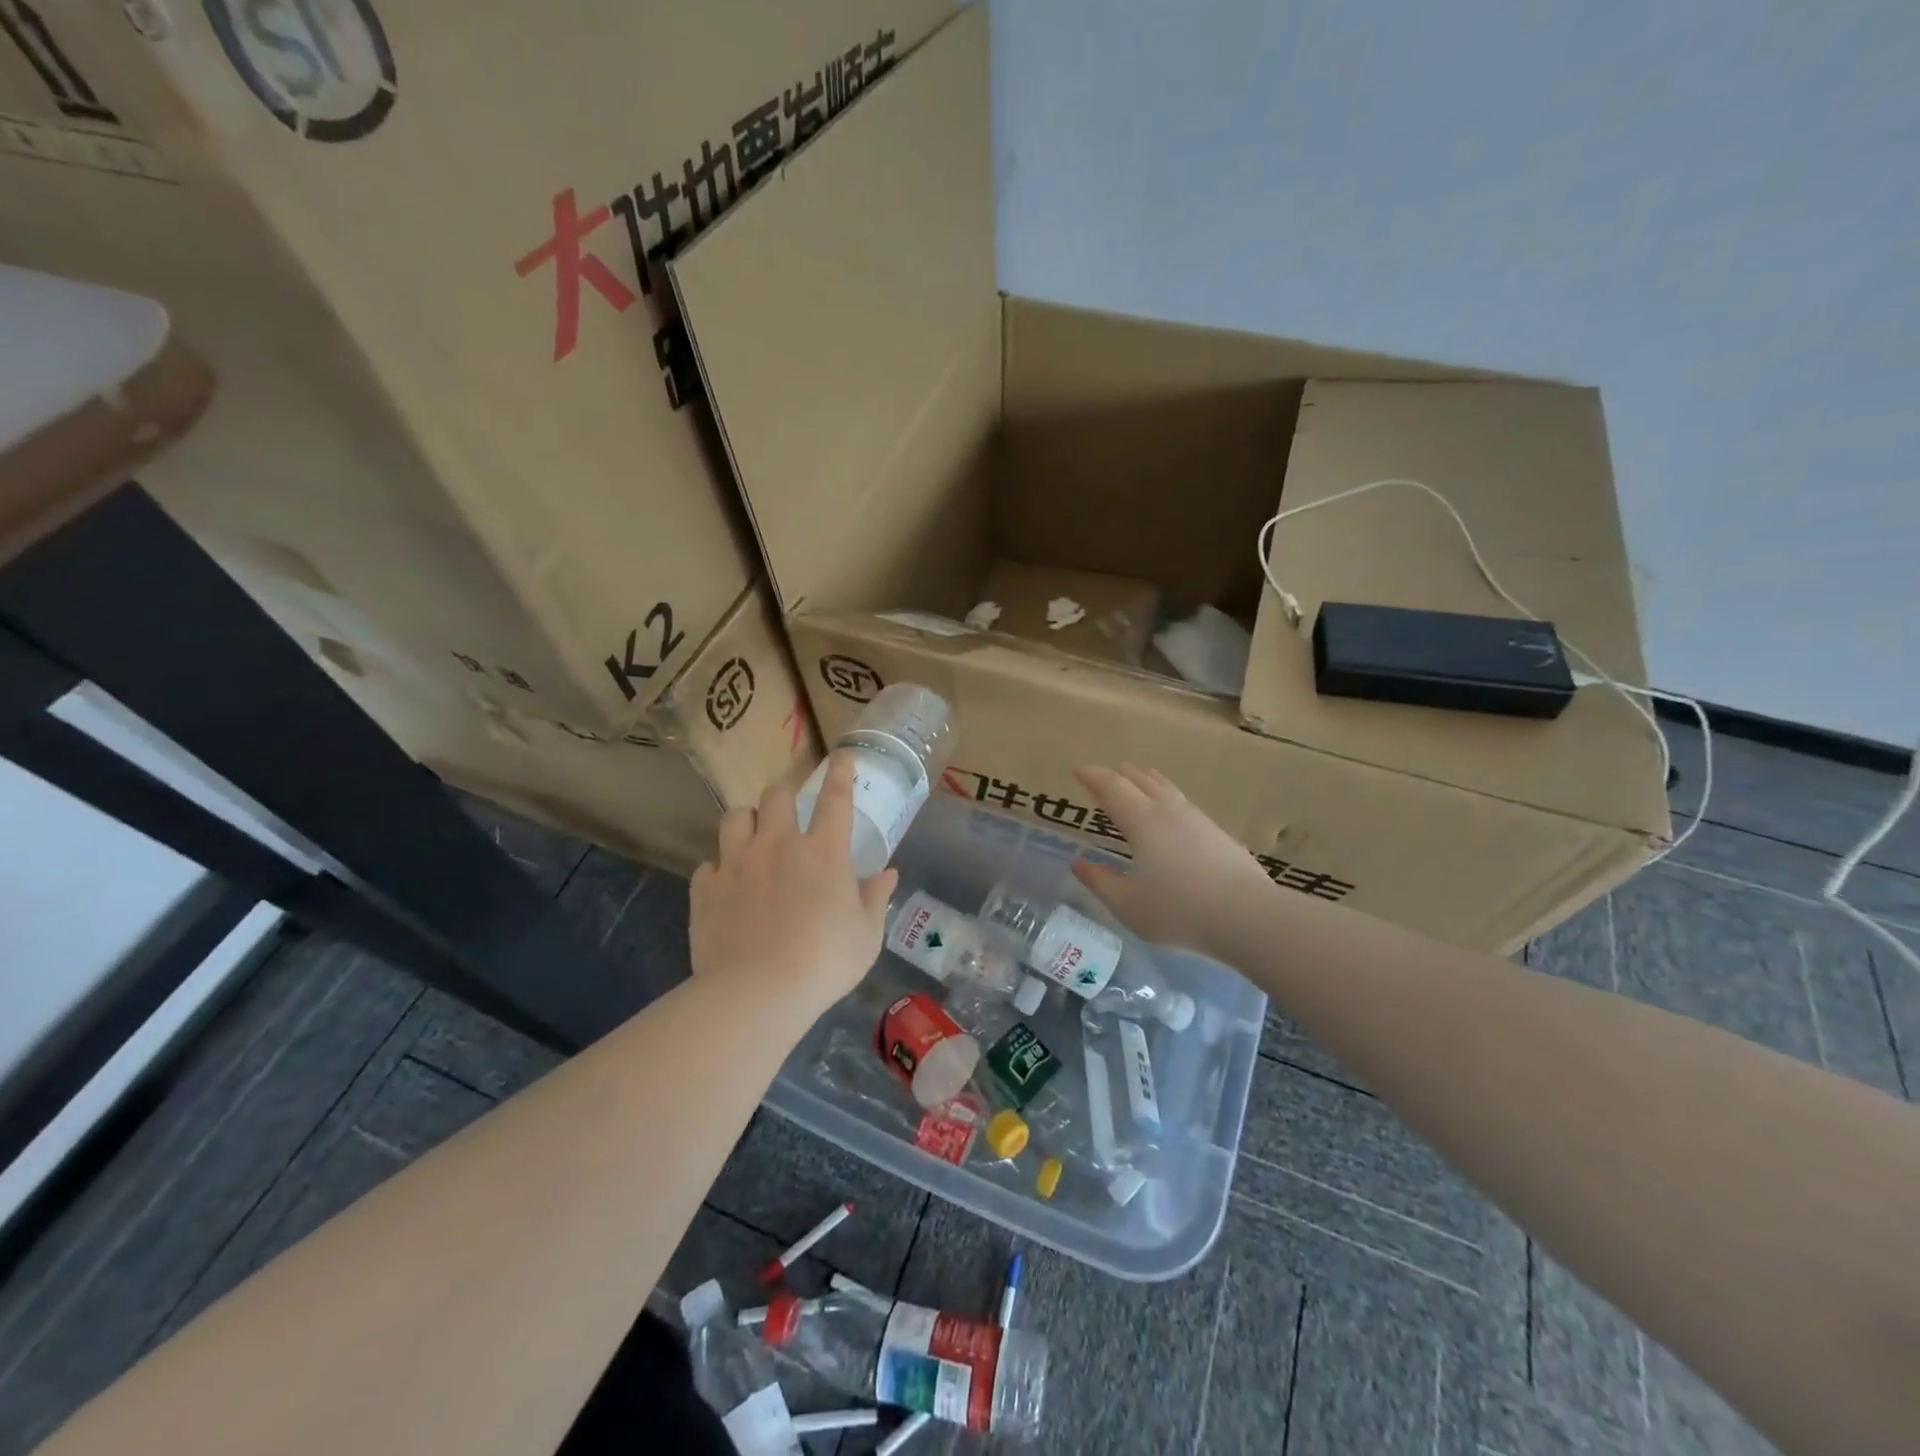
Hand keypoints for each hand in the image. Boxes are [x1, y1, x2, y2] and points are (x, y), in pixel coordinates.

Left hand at [689, 753, 897, 1020]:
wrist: (757, 992)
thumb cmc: (824, 962)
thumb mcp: (866, 936)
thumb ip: (876, 899)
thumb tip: (888, 874)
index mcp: (824, 853)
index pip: (836, 799)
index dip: (841, 772)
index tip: (841, 756)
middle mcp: (779, 845)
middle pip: (776, 795)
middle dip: (784, 796)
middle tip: (788, 813)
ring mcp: (738, 863)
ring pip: (735, 817)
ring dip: (746, 821)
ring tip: (751, 837)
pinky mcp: (706, 888)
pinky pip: (708, 865)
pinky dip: (718, 870)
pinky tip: (726, 886)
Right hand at [1070, 764, 1273, 956]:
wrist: (1248, 915)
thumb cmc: (1178, 910)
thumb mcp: (1128, 904)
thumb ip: (1100, 882)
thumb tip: (1078, 864)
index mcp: (1141, 822)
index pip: (1112, 789)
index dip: (1093, 777)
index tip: (1078, 769)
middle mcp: (1168, 812)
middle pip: (1141, 782)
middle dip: (1121, 775)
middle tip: (1108, 771)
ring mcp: (1198, 820)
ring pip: (1168, 790)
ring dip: (1149, 781)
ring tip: (1143, 776)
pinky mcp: (1219, 834)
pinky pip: (1185, 804)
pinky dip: (1170, 797)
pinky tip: (1176, 811)